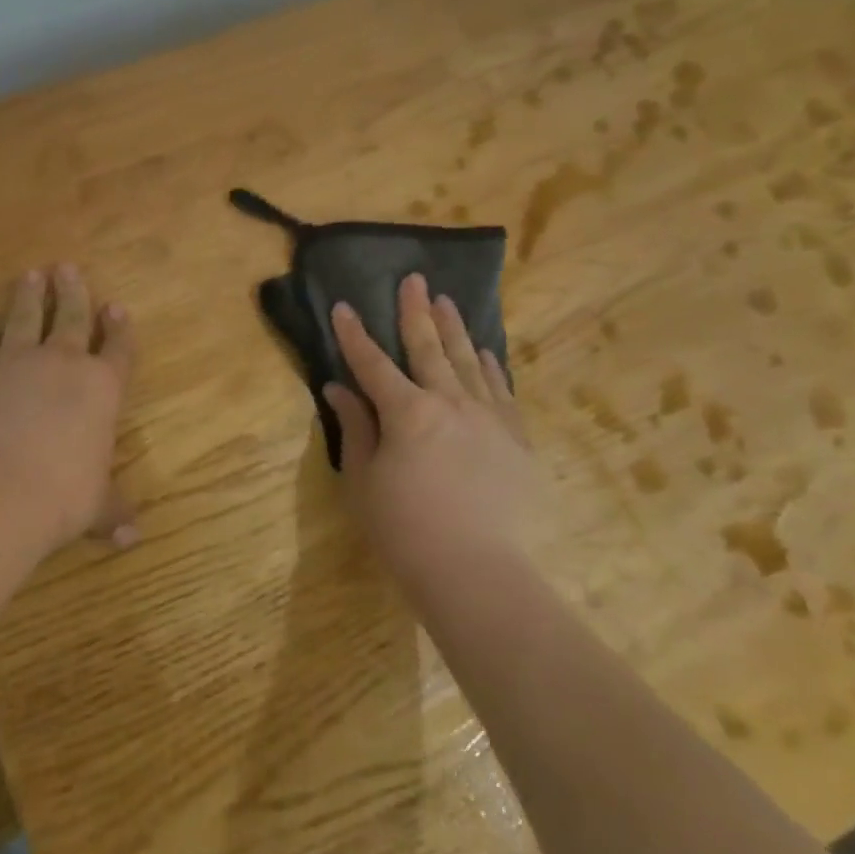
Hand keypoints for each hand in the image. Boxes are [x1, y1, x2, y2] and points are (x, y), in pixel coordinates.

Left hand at [0, 265, 137, 554]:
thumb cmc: (63, 495)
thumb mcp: (94, 507)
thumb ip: (111, 512)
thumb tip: (131, 537)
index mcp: (102, 389)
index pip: (117, 350)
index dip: (119, 329)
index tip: (117, 307)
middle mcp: (62, 366)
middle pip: (71, 318)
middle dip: (73, 293)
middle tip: (67, 268)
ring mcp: (17, 366)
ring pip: (26, 320)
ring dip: (29, 298)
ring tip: (31, 275)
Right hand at [324, 274, 536, 583]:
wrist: (478, 574)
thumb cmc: (406, 531)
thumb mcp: (364, 481)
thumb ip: (355, 428)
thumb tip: (339, 389)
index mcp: (407, 412)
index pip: (373, 364)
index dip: (355, 335)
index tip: (344, 306)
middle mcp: (450, 402)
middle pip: (428, 347)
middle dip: (416, 312)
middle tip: (414, 280)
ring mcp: (489, 417)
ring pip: (469, 361)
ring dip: (454, 328)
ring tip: (447, 301)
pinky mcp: (516, 438)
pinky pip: (501, 390)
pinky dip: (490, 366)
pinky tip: (484, 352)